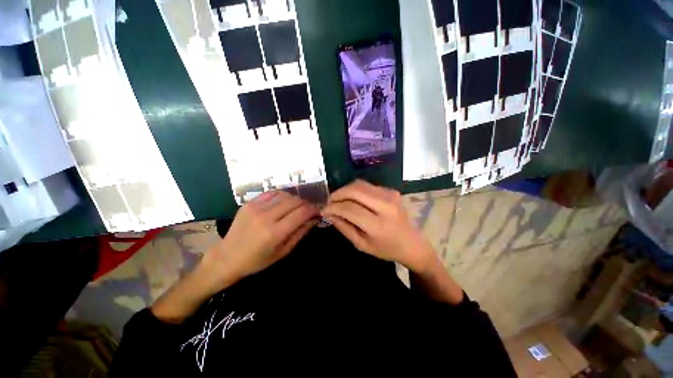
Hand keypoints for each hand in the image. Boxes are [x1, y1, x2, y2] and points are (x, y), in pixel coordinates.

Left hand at [202, 190, 318, 289]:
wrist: (227, 257)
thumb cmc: (257, 260)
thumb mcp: (283, 252)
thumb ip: (300, 233)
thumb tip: (314, 219)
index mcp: (275, 233)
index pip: (302, 212)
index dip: (313, 209)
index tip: (317, 211)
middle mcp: (266, 217)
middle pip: (295, 201)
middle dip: (305, 203)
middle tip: (308, 209)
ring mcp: (256, 208)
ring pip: (284, 195)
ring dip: (294, 199)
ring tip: (295, 206)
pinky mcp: (249, 203)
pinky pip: (271, 193)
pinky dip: (281, 196)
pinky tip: (282, 203)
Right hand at [321, 180, 435, 272]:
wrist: (412, 243)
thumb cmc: (386, 249)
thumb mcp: (362, 244)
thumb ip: (344, 227)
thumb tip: (329, 213)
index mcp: (378, 225)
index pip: (349, 209)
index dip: (333, 207)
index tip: (324, 209)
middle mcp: (385, 206)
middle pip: (354, 191)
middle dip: (337, 194)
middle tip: (329, 201)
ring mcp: (390, 195)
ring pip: (360, 184)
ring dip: (345, 190)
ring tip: (338, 199)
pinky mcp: (392, 191)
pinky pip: (368, 186)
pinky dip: (356, 190)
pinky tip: (353, 199)